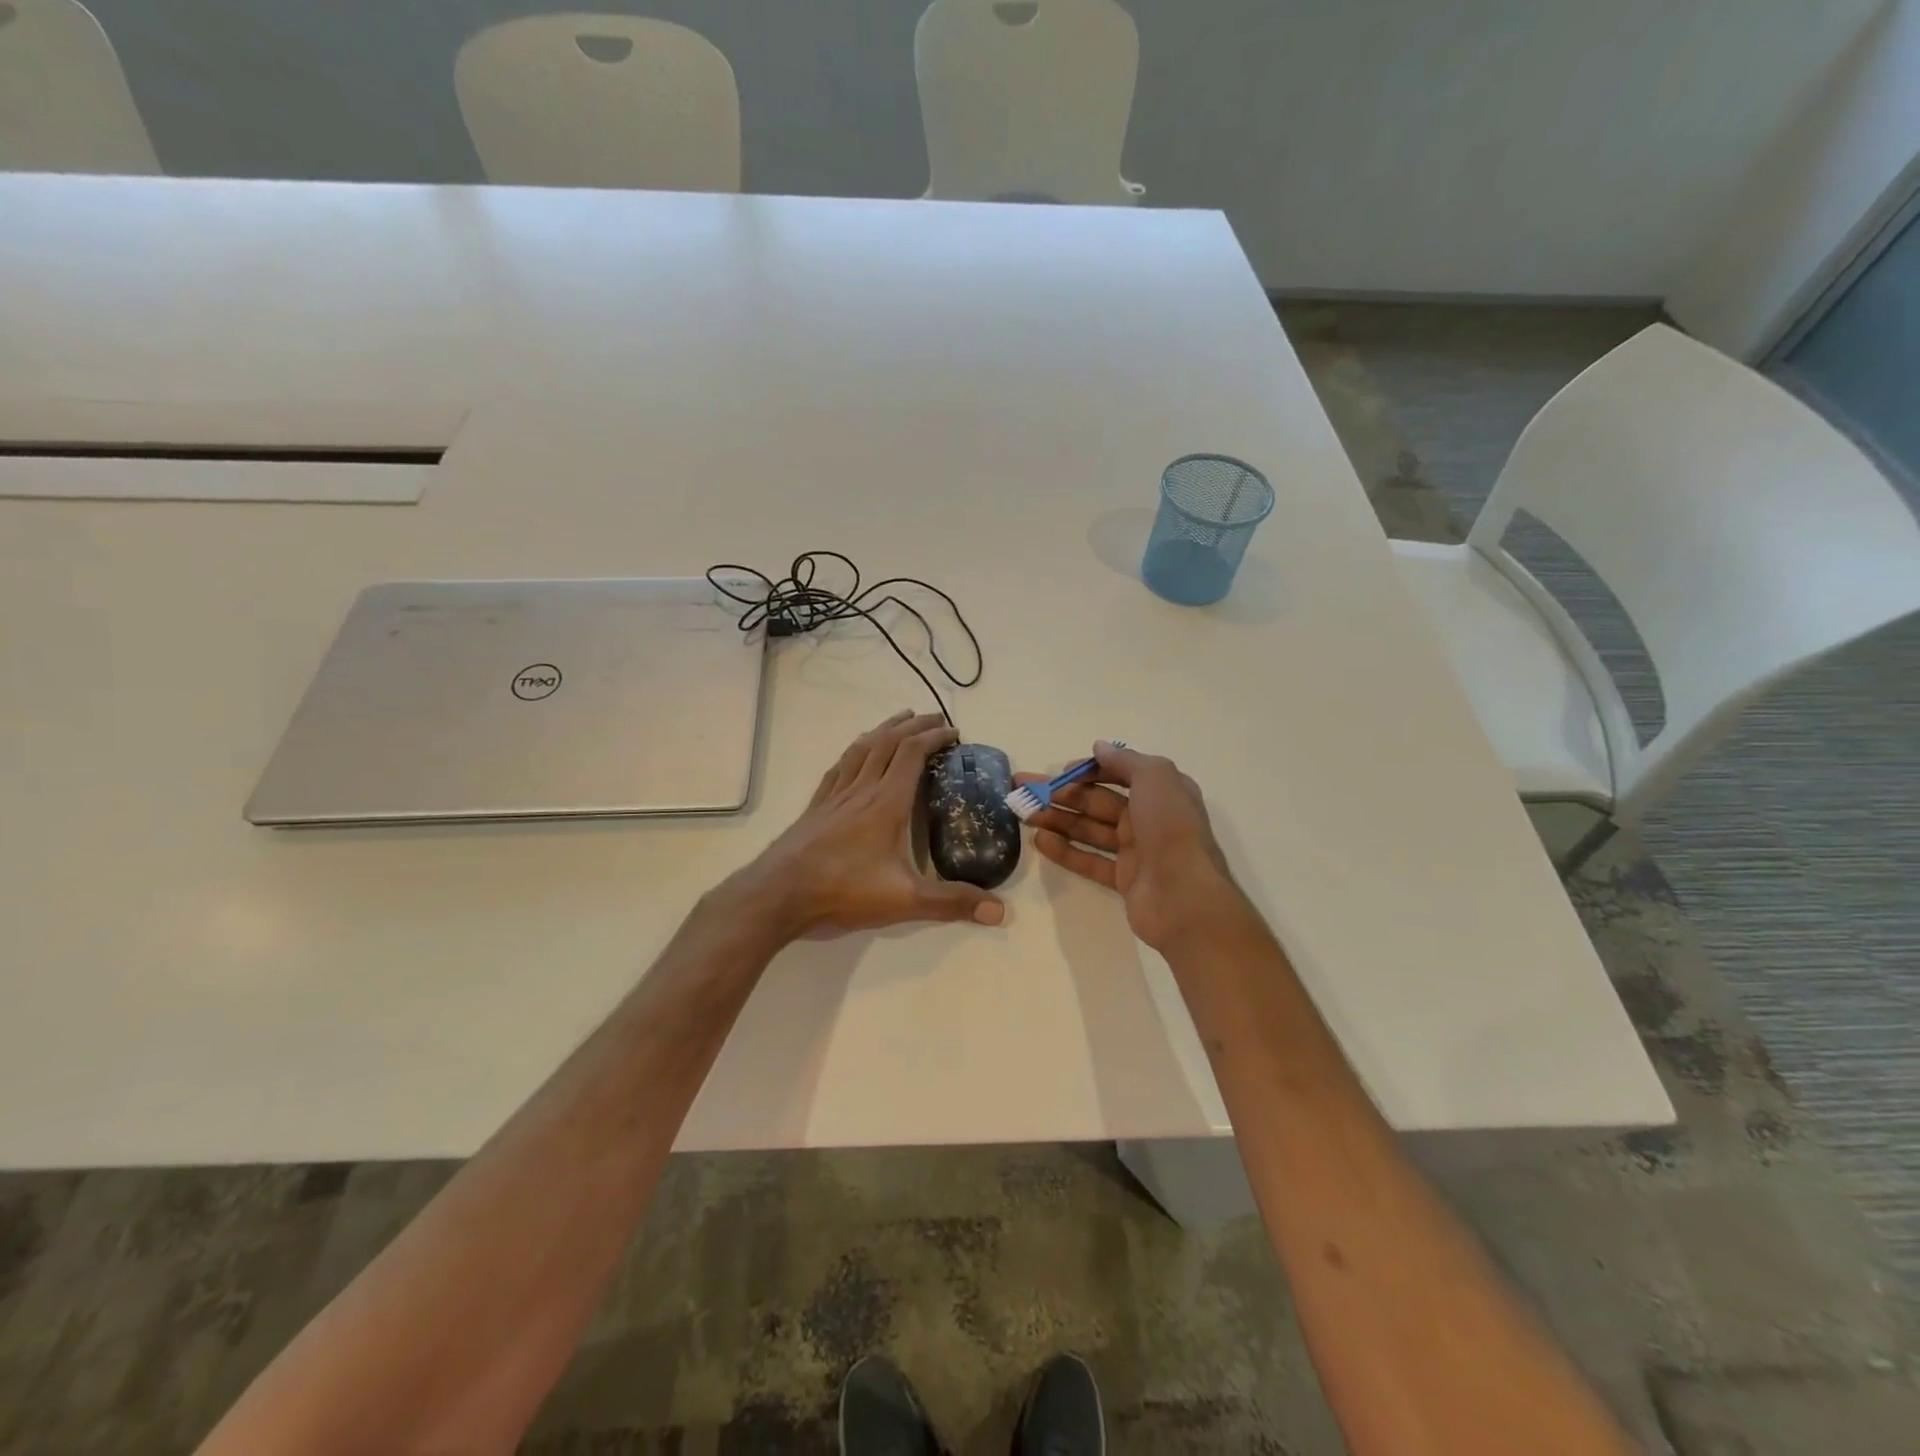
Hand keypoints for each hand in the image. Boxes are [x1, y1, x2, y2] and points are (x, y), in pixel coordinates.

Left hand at [732, 710, 1006, 939]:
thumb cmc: (843, 891)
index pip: (913, 754)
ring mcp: (835, 796)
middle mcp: (861, 789)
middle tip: (934, 718)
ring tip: (899, 721)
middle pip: (888, 743)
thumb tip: (999, 911)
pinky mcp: (816, 807)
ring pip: (861, 749)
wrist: (779, 895)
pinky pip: (839, 767)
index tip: (954, 732)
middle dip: (914, 726)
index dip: (934, 737)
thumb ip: (951, 902)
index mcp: (886, 802)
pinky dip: (854, 752)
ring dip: (884, 730)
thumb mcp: (905, 900)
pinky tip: (854, 755)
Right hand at [1020, 742, 1241, 952]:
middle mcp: (1149, 817)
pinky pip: (1090, 860)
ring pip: (1090, 829)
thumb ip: (1125, 760)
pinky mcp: (1124, 879)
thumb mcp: (1155, 777)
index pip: (1119, 773)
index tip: (1061, 772)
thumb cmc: (1170, 828)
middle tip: (1025, 792)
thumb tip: (1099, 748)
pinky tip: (1040, 842)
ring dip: (1058, 820)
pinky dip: (1065, 851)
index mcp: (1161, 791)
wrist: (1185, 897)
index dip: (1089, 770)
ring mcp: (1136, 850)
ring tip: (1025, 815)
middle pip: (1098, 801)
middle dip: (1062, 794)